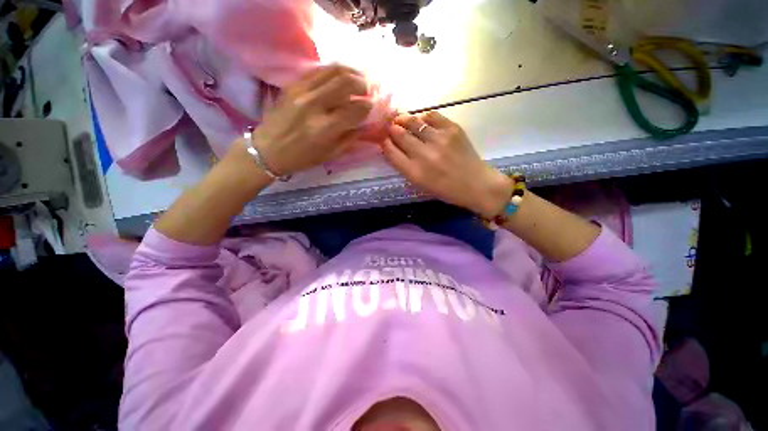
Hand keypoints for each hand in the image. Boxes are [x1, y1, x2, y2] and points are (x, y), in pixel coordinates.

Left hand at [247, 65, 373, 176]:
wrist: (268, 149)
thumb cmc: (302, 158)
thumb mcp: (331, 154)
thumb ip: (350, 138)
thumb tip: (365, 124)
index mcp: (325, 129)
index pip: (354, 109)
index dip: (367, 106)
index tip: (371, 107)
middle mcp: (314, 106)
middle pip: (345, 83)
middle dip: (362, 84)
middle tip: (367, 89)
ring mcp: (302, 91)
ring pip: (332, 70)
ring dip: (350, 72)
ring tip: (358, 78)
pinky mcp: (293, 84)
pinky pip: (318, 70)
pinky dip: (333, 70)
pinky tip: (340, 76)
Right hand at [382, 112, 512, 217]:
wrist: (476, 184)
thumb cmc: (446, 190)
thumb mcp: (421, 184)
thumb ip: (405, 167)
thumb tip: (392, 147)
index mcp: (415, 172)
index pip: (391, 152)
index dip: (385, 143)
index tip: (383, 139)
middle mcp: (424, 155)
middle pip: (399, 135)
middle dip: (391, 129)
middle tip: (390, 126)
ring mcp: (439, 140)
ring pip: (413, 122)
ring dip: (403, 119)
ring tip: (401, 119)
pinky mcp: (452, 129)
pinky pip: (431, 115)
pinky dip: (423, 117)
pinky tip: (422, 121)